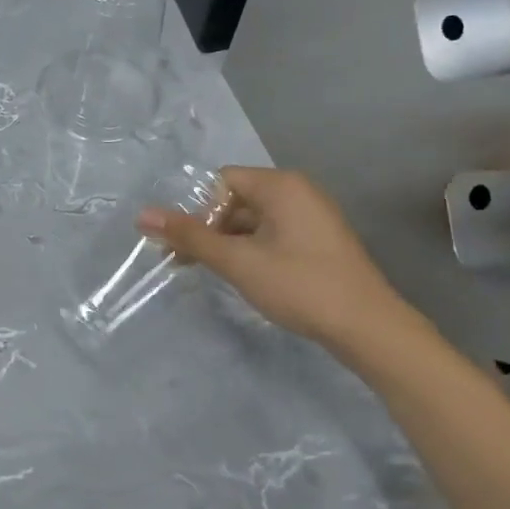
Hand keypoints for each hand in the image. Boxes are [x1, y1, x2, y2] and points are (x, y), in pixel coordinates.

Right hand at [138, 166, 408, 350]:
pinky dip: (250, 250)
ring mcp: (312, 217)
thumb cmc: (299, 285)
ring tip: (208, 272)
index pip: (221, 181)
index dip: (196, 210)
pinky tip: (242, 276)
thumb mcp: (237, 261)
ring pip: (253, 221)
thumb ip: (190, 236)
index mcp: (280, 185)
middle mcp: (298, 192)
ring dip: (227, 243)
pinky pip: (272, 235)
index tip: (184, 244)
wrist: (367, 327)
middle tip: (184, 262)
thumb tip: (142, 215)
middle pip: (236, 200)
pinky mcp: (318, 241)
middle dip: (207, 228)